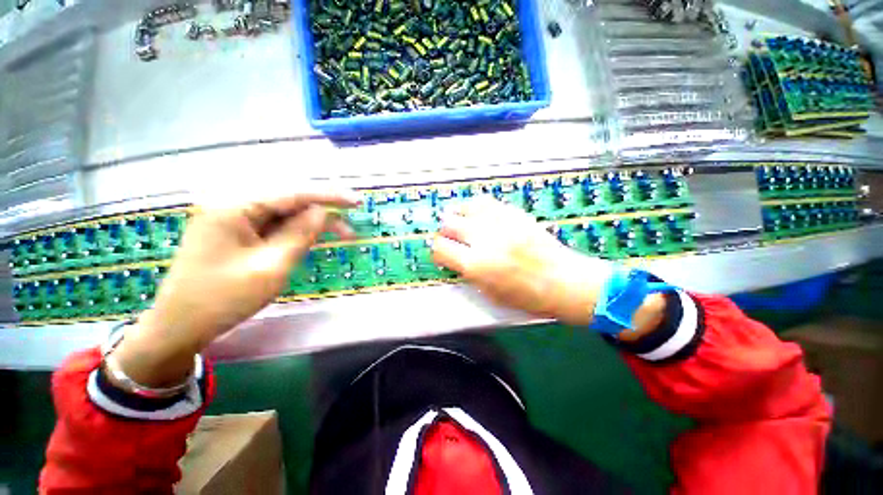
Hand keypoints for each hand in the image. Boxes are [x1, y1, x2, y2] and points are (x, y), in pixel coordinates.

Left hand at [111, 190, 360, 386]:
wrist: (180, 326)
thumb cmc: (223, 299)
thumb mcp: (271, 267)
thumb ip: (300, 234)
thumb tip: (323, 211)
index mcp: (233, 207)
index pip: (292, 193)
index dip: (328, 196)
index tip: (357, 202)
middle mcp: (231, 204)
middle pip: (288, 200)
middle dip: (322, 212)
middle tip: (349, 228)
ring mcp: (231, 217)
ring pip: (283, 213)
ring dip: (312, 223)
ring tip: (339, 235)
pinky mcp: (235, 231)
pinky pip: (273, 224)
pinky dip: (296, 231)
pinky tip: (311, 238)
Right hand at [432, 196, 664, 335]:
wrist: (564, 281)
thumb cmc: (526, 297)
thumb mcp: (490, 293)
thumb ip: (468, 273)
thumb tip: (455, 257)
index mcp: (476, 266)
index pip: (440, 248)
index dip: (437, 250)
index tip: (442, 252)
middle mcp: (483, 240)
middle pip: (449, 224)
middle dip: (445, 231)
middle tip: (450, 237)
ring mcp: (500, 224)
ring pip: (465, 208)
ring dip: (457, 215)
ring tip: (459, 221)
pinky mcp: (514, 214)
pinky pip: (486, 202)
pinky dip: (475, 207)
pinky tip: (477, 213)